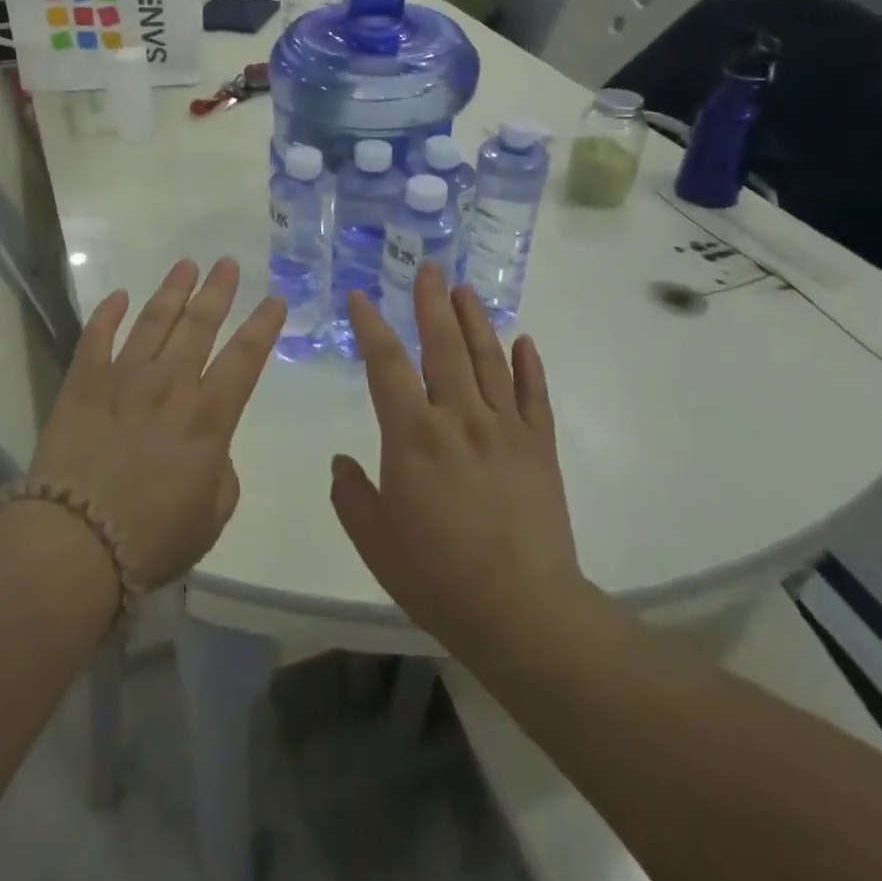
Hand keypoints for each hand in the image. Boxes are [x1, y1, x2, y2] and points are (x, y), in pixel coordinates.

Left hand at [29, 258, 284, 589]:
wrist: (76, 542)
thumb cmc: (152, 538)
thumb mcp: (212, 515)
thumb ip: (221, 473)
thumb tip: (210, 450)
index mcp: (208, 418)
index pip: (245, 359)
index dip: (263, 326)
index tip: (275, 299)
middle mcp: (169, 385)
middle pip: (199, 325)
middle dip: (217, 291)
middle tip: (227, 263)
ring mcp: (122, 379)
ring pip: (152, 321)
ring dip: (172, 291)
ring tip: (186, 266)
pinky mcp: (82, 384)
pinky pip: (96, 338)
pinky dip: (107, 314)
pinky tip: (118, 296)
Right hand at [331, 265, 590, 658]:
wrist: (521, 612)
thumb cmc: (436, 575)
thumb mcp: (374, 539)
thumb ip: (351, 494)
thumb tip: (342, 463)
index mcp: (413, 435)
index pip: (386, 364)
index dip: (371, 325)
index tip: (362, 297)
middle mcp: (459, 418)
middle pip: (443, 345)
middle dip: (432, 303)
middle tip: (428, 268)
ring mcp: (505, 429)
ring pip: (488, 359)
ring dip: (475, 320)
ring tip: (465, 290)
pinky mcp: (539, 448)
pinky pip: (533, 396)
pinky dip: (528, 365)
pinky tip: (523, 341)